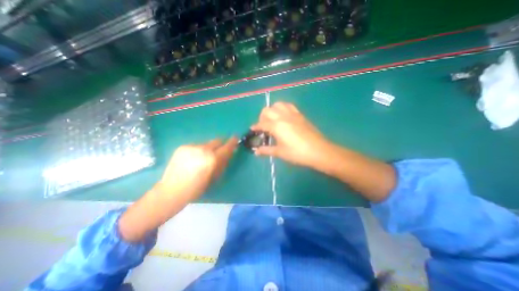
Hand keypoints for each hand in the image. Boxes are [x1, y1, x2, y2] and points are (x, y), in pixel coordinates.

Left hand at [118, 138, 236, 241]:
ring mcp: (191, 147)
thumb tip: (229, 153)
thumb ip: (222, 163)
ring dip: (208, 149)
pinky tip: (192, 160)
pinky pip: (196, 146)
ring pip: (206, 144)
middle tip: (218, 152)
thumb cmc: (196, 188)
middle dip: (220, 145)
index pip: (226, 147)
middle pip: (217, 141)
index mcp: (212, 159)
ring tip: (202, 159)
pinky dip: (198, 151)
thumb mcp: (214, 177)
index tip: (235, 138)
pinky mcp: (182, 147)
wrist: (171, 191)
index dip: (232, 142)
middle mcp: (202, 149)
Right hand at [250, 103, 331, 169]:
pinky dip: (283, 108)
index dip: (255, 127)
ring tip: (273, 120)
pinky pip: (289, 106)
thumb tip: (256, 152)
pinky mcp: (300, 114)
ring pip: (278, 105)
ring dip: (272, 110)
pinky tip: (284, 117)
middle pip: (267, 110)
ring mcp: (292, 114)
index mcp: (276, 126)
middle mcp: (282, 116)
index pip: (261, 124)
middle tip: (263, 127)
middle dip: (262, 117)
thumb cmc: (297, 153)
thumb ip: (266, 150)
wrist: (318, 151)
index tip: (252, 129)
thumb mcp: (280, 152)